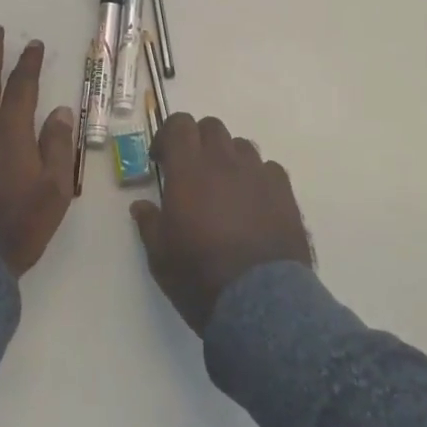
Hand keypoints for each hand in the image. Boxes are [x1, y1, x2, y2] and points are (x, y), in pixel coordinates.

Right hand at [130, 114, 312, 334]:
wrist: (259, 302)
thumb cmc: (199, 277)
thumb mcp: (160, 256)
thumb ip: (149, 223)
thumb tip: (141, 206)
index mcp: (189, 169)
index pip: (179, 124)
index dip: (168, 135)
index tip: (162, 159)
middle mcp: (224, 161)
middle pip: (211, 127)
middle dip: (199, 141)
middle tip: (193, 172)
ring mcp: (258, 173)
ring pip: (241, 145)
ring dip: (229, 158)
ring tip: (226, 190)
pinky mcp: (284, 191)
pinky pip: (268, 169)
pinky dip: (257, 178)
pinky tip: (255, 204)